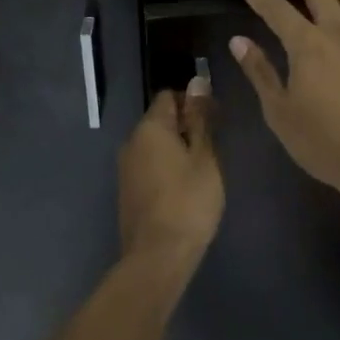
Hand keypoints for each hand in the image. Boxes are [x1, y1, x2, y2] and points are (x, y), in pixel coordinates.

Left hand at [118, 77, 223, 273]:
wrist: (157, 257)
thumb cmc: (188, 202)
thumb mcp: (204, 157)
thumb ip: (200, 119)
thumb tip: (197, 82)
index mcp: (150, 127)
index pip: (169, 96)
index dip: (193, 102)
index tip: (214, 120)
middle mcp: (131, 140)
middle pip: (160, 120)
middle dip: (185, 126)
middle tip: (212, 147)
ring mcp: (125, 167)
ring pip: (154, 144)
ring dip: (175, 149)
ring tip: (200, 170)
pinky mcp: (127, 191)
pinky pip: (148, 165)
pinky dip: (165, 168)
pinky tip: (182, 189)